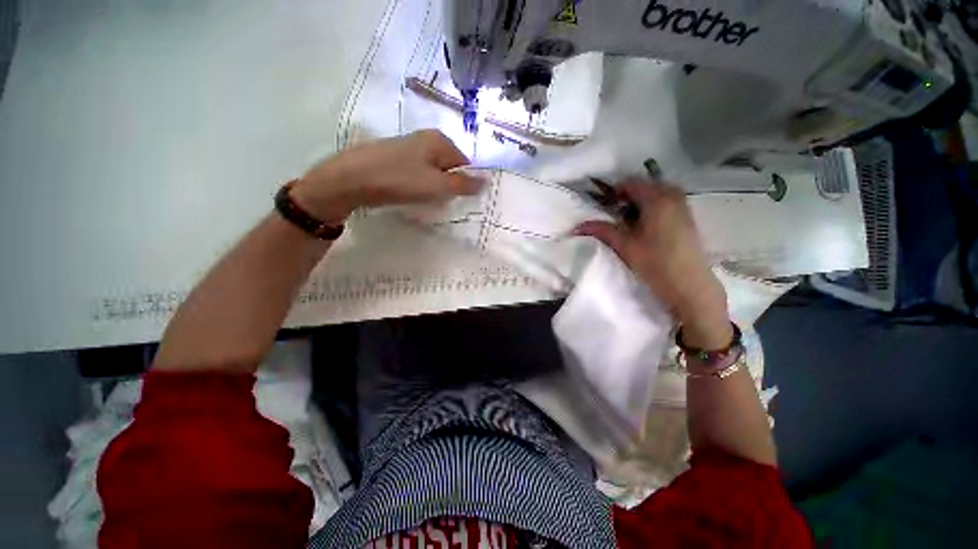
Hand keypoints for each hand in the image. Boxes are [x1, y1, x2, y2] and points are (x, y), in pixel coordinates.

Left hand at [291, 130, 483, 223]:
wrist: (350, 179)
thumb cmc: (399, 180)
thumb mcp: (437, 185)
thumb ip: (463, 184)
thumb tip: (487, 181)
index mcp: (439, 140)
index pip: (465, 163)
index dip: (464, 182)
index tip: (458, 200)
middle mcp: (425, 139)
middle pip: (448, 167)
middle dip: (448, 186)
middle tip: (440, 201)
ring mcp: (407, 147)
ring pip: (432, 172)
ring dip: (433, 187)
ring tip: (424, 200)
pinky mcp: (394, 158)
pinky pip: (416, 174)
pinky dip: (418, 185)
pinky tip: (409, 195)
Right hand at [575, 179, 731, 347]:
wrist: (689, 286)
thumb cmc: (655, 264)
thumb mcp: (624, 246)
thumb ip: (601, 230)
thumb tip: (577, 226)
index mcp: (657, 199)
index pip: (630, 182)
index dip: (613, 191)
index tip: (602, 206)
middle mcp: (673, 196)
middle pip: (644, 186)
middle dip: (626, 197)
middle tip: (613, 214)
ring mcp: (683, 206)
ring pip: (655, 194)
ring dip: (638, 203)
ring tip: (626, 221)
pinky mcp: (687, 217)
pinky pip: (666, 202)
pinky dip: (651, 208)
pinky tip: (643, 226)